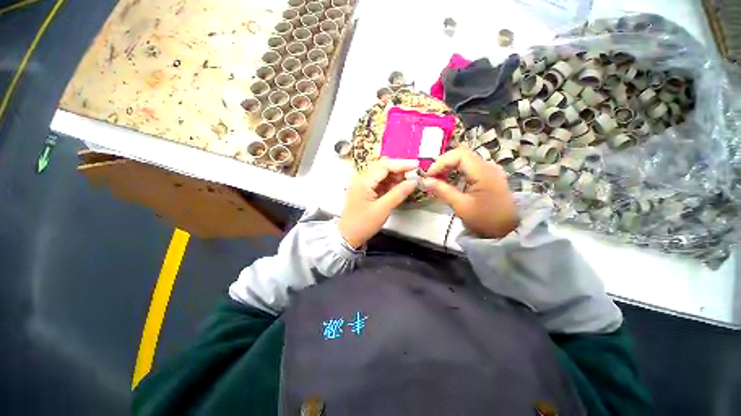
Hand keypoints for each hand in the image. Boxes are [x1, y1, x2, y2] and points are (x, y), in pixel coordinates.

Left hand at [339, 158, 418, 247]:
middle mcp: (361, 179)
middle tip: (413, 175)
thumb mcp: (383, 209)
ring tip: (407, 182)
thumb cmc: (364, 223)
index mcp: (363, 181)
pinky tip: (397, 188)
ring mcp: (362, 184)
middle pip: (382, 167)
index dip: (401, 164)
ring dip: (394, 176)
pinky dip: (389, 183)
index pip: (384, 166)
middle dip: (398, 169)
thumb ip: (399, 193)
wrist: (348, 236)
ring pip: (381, 174)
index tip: (416, 165)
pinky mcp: (364, 191)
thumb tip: (414, 181)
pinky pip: (378, 182)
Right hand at [423, 146, 518, 237]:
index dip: (441, 162)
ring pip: (464, 160)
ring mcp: (489, 170)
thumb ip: (442, 191)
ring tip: (436, 180)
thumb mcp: (461, 206)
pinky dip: (455, 172)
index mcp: (483, 171)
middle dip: (443, 164)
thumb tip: (424, 181)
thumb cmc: (485, 219)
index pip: (459, 155)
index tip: (428, 176)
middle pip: (461, 155)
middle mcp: (488, 166)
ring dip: (448, 167)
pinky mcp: (487, 176)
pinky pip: (468, 168)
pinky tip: (448, 181)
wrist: (508, 230)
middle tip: (430, 177)